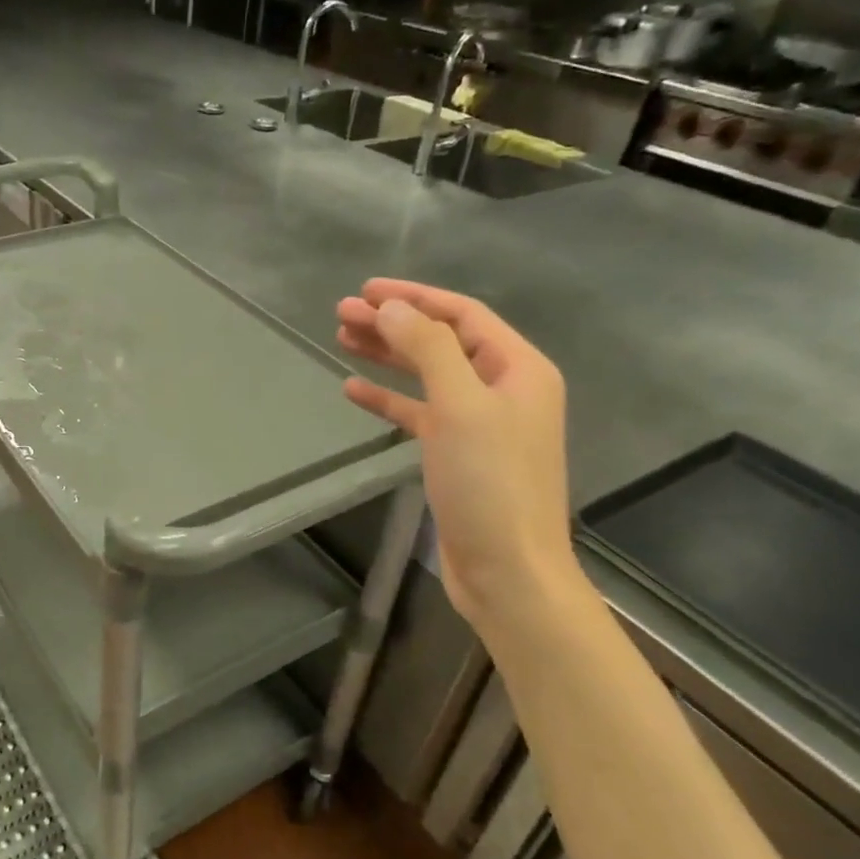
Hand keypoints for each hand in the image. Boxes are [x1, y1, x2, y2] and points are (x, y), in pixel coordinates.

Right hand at [337, 279, 576, 626]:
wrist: (507, 569)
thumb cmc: (490, 483)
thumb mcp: (460, 406)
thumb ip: (428, 348)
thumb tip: (390, 307)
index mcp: (518, 368)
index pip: (461, 314)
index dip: (413, 297)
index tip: (365, 289)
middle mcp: (502, 388)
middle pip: (440, 341)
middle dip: (392, 323)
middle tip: (341, 312)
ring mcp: (480, 422)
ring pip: (426, 374)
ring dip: (387, 355)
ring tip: (341, 338)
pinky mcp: (457, 453)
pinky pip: (418, 412)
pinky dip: (388, 398)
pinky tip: (354, 389)